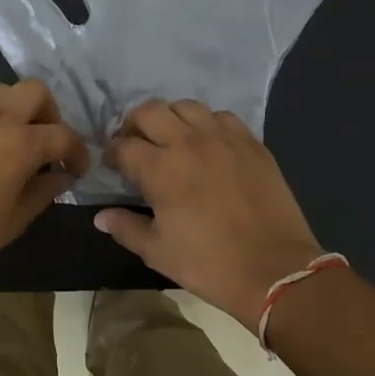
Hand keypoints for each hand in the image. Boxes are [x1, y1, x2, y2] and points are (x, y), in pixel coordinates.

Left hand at [0, 80, 88, 284]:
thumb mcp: (15, 221)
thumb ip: (44, 192)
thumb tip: (61, 176)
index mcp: (20, 144)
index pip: (63, 135)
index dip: (77, 152)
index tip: (75, 170)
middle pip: (34, 90)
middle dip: (48, 112)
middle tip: (44, 142)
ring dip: (14, 111)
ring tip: (9, 141)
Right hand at [95, 99, 326, 330]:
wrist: (274, 269)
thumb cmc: (208, 263)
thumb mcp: (157, 252)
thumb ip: (125, 228)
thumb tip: (101, 216)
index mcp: (160, 169)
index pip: (124, 145)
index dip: (112, 153)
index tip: (112, 165)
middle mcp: (189, 142)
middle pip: (151, 111)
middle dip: (135, 124)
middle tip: (136, 144)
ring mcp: (224, 139)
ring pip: (187, 106)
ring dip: (171, 118)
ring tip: (171, 138)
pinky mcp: (252, 144)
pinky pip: (223, 117)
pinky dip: (208, 124)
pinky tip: (208, 143)